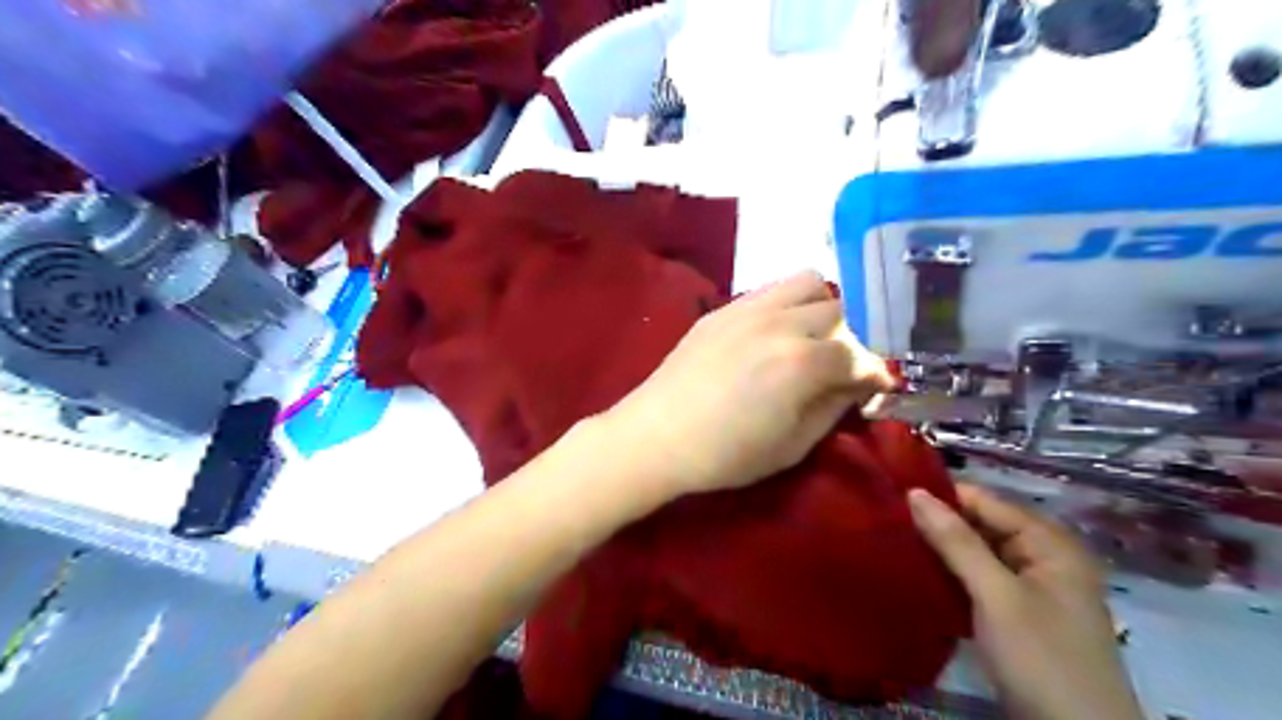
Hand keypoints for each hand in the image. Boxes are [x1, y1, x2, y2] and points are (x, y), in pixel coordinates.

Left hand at [602, 272, 893, 497]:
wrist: (657, 435)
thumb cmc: (726, 453)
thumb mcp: (792, 445)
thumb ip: (834, 406)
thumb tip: (860, 383)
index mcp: (802, 362)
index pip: (860, 355)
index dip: (876, 373)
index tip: (878, 386)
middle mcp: (782, 323)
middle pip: (840, 312)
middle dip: (852, 338)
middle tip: (840, 365)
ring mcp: (749, 308)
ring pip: (807, 282)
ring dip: (821, 307)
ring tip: (810, 337)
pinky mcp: (724, 308)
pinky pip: (770, 289)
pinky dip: (787, 304)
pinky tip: (774, 332)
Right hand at [905, 483, 1145, 718]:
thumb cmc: (1041, 657)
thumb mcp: (995, 595)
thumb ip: (956, 541)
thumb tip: (914, 492)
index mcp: (1050, 543)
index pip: (986, 501)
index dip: (942, 495)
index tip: (892, 494)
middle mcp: (1044, 557)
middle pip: (983, 525)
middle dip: (939, 522)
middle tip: (886, 519)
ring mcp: (1032, 587)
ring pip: (978, 552)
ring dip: (941, 549)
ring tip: (893, 539)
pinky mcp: (1018, 613)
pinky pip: (979, 579)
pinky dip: (952, 573)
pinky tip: (918, 571)